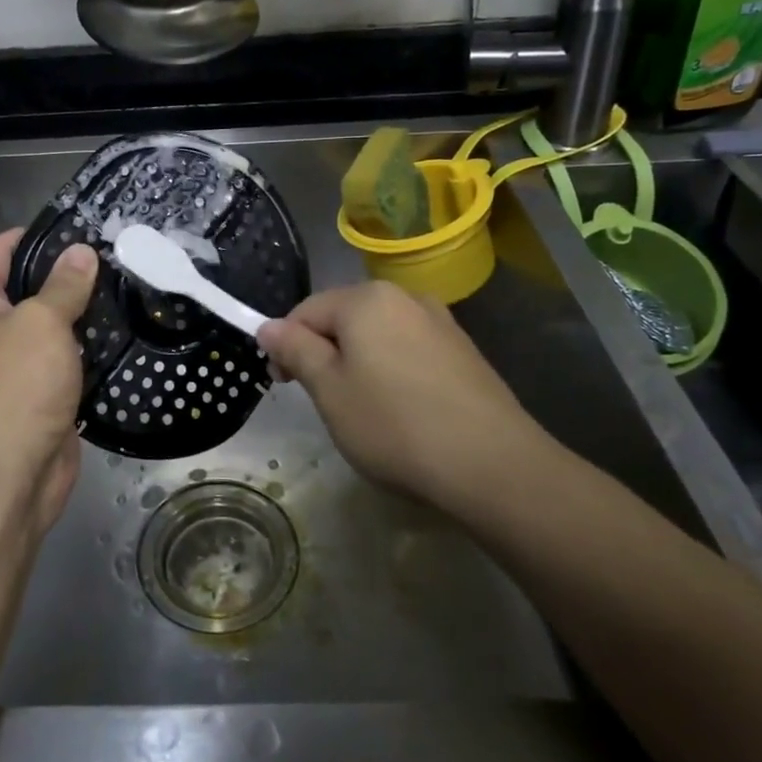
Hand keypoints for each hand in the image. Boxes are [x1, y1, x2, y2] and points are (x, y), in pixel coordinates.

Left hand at [0, 228, 97, 534]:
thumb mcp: (40, 324)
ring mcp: (5, 364)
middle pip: (25, 285)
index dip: (41, 233)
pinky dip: (84, 347)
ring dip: (80, 312)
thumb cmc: (12, 389)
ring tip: (128, 285)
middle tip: (118, 254)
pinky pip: (60, 358)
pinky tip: (121, 330)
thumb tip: (82, 251)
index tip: (87, 224)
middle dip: (68, 273)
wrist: (4, 481)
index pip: (1, 249)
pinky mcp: (32, 393)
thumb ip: (64, 284)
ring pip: (47, 323)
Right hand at [257, 282, 549, 511]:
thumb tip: (268, 326)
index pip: (306, 311)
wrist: (493, 465)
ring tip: (364, 409)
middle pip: (344, 318)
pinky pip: (410, 349)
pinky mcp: (464, 350)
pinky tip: (403, 409)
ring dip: (359, 362)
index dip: (286, 346)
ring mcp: (440, 321)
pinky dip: (393, 370)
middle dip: (324, 353)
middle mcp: (404, 296)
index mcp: (366, 298)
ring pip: (378, 334)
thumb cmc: (395, 425)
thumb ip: (295, 350)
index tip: (285, 386)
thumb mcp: (329, 391)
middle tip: (324, 401)